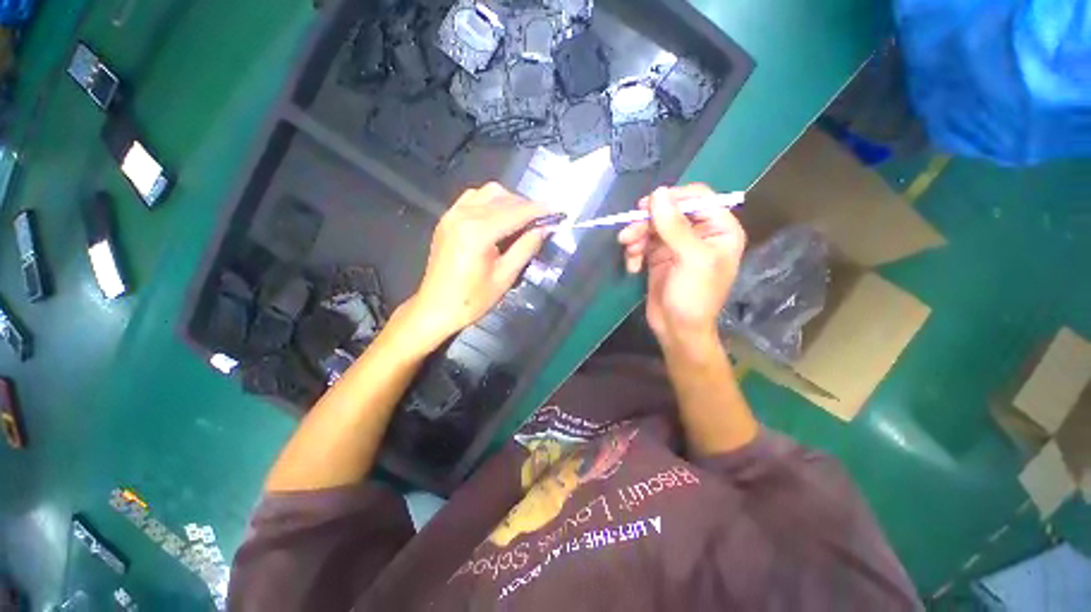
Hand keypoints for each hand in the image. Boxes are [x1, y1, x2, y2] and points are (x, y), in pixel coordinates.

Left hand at [406, 183, 549, 345]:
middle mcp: (463, 215)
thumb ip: (526, 248)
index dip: (539, 210)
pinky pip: (473, 198)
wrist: (435, 308)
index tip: (558, 209)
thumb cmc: (471, 300)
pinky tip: (499, 218)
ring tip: (523, 220)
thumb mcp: (504, 277)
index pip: (516, 213)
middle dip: (526, 206)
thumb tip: (544, 229)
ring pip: (488, 193)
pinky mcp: (447, 218)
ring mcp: (452, 214)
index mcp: (478, 233)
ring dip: (509, 201)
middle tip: (543, 221)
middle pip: (503, 198)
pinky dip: (491, 202)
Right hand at [617, 184, 745, 355]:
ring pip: (653, 226)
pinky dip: (635, 252)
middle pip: (669, 211)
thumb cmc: (694, 297)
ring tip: (629, 252)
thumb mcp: (690, 259)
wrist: (678, 330)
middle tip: (628, 234)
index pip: (697, 198)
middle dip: (647, 222)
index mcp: (719, 229)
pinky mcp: (659, 257)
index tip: (647, 207)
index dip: (672, 198)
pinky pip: (644, 243)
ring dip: (637, 237)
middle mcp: (699, 233)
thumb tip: (657, 193)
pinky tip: (632, 267)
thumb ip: (674, 226)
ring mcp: (677, 245)